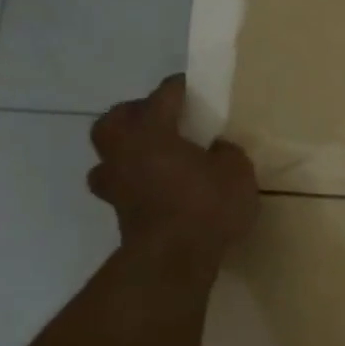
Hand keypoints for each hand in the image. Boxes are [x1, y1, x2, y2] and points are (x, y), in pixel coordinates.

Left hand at [88, 75, 257, 268]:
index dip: (180, 87)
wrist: (173, 259)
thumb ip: (226, 153)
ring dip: (125, 151)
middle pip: (115, 119)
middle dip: (135, 114)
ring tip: (152, 156)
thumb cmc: (205, 205)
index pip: (163, 95)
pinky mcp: (119, 213)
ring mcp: (115, 184)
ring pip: (108, 156)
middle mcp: (124, 151)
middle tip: (160, 119)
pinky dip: (134, 182)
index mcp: (151, 131)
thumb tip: (215, 150)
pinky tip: (156, 188)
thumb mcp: (236, 171)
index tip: (194, 86)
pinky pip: (121, 186)